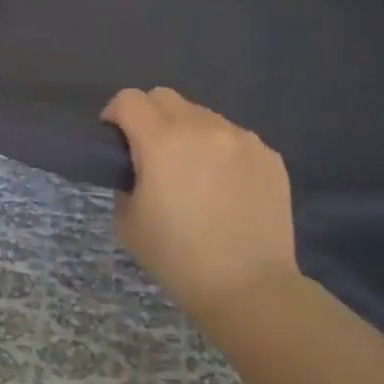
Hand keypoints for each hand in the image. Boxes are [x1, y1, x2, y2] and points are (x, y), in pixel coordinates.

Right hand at [102, 87, 299, 329]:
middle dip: (149, 116)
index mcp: (162, 142)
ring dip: (187, 132)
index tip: (115, 139)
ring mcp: (242, 138)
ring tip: (193, 172)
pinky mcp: (269, 155)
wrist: (248, 287)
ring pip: (202, 115)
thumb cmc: (177, 257)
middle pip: (165, 97)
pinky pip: (233, 137)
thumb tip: (139, 167)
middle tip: (150, 153)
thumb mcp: (128, 221)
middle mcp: (203, 128)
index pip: (129, 100)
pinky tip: (224, 187)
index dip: (114, 114)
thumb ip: (127, 180)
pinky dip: (220, 150)